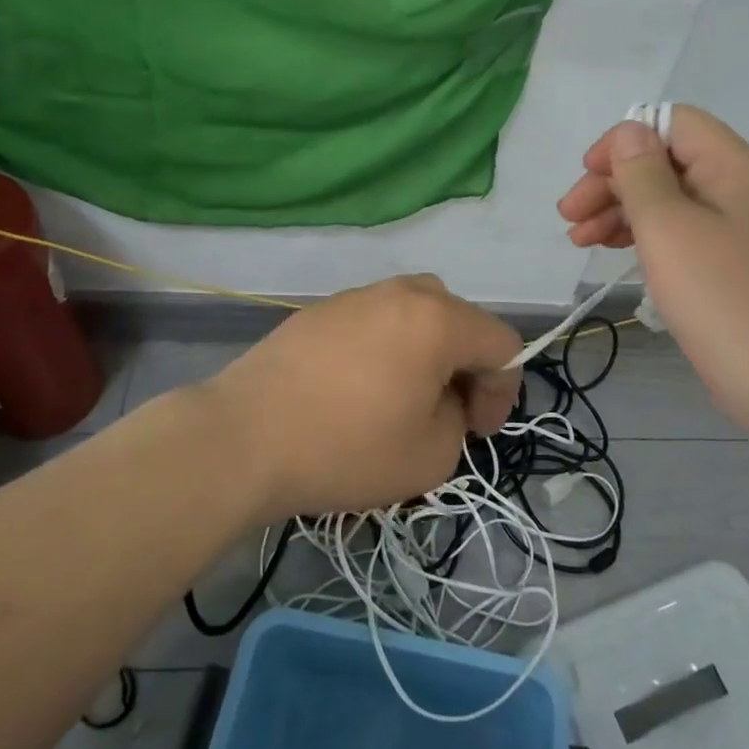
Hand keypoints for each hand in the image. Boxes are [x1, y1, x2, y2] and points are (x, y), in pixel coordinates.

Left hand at [196, 275, 522, 518]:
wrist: (244, 437)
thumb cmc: (346, 448)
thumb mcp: (431, 455)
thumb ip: (458, 419)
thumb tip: (442, 399)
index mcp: (437, 319)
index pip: (501, 342)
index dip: (503, 390)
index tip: (478, 431)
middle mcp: (401, 293)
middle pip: (459, 319)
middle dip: (466, 366)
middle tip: (447, 412)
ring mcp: (356, 296)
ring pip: (415, 314)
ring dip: (427, 352)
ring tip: (404, 398)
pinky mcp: (320, 309)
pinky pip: (375, 321)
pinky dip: (387, 348)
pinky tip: (358, 389)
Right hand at [557, 106, 748, 419]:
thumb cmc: (721, 298)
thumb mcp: (668, 228)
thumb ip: (642, 174)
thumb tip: (629, 133)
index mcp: (736, 168)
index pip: (674, 123)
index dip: (625, 139)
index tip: (588, 173)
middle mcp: (743, 188)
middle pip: (668, 162)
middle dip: (614, 181)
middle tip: (569, 215)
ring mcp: (741, 228)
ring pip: (670, 199)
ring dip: (621, 210)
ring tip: (579, 239)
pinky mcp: (734, 263)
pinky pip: (683, 231)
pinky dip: (645, 236)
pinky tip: (613, 252)